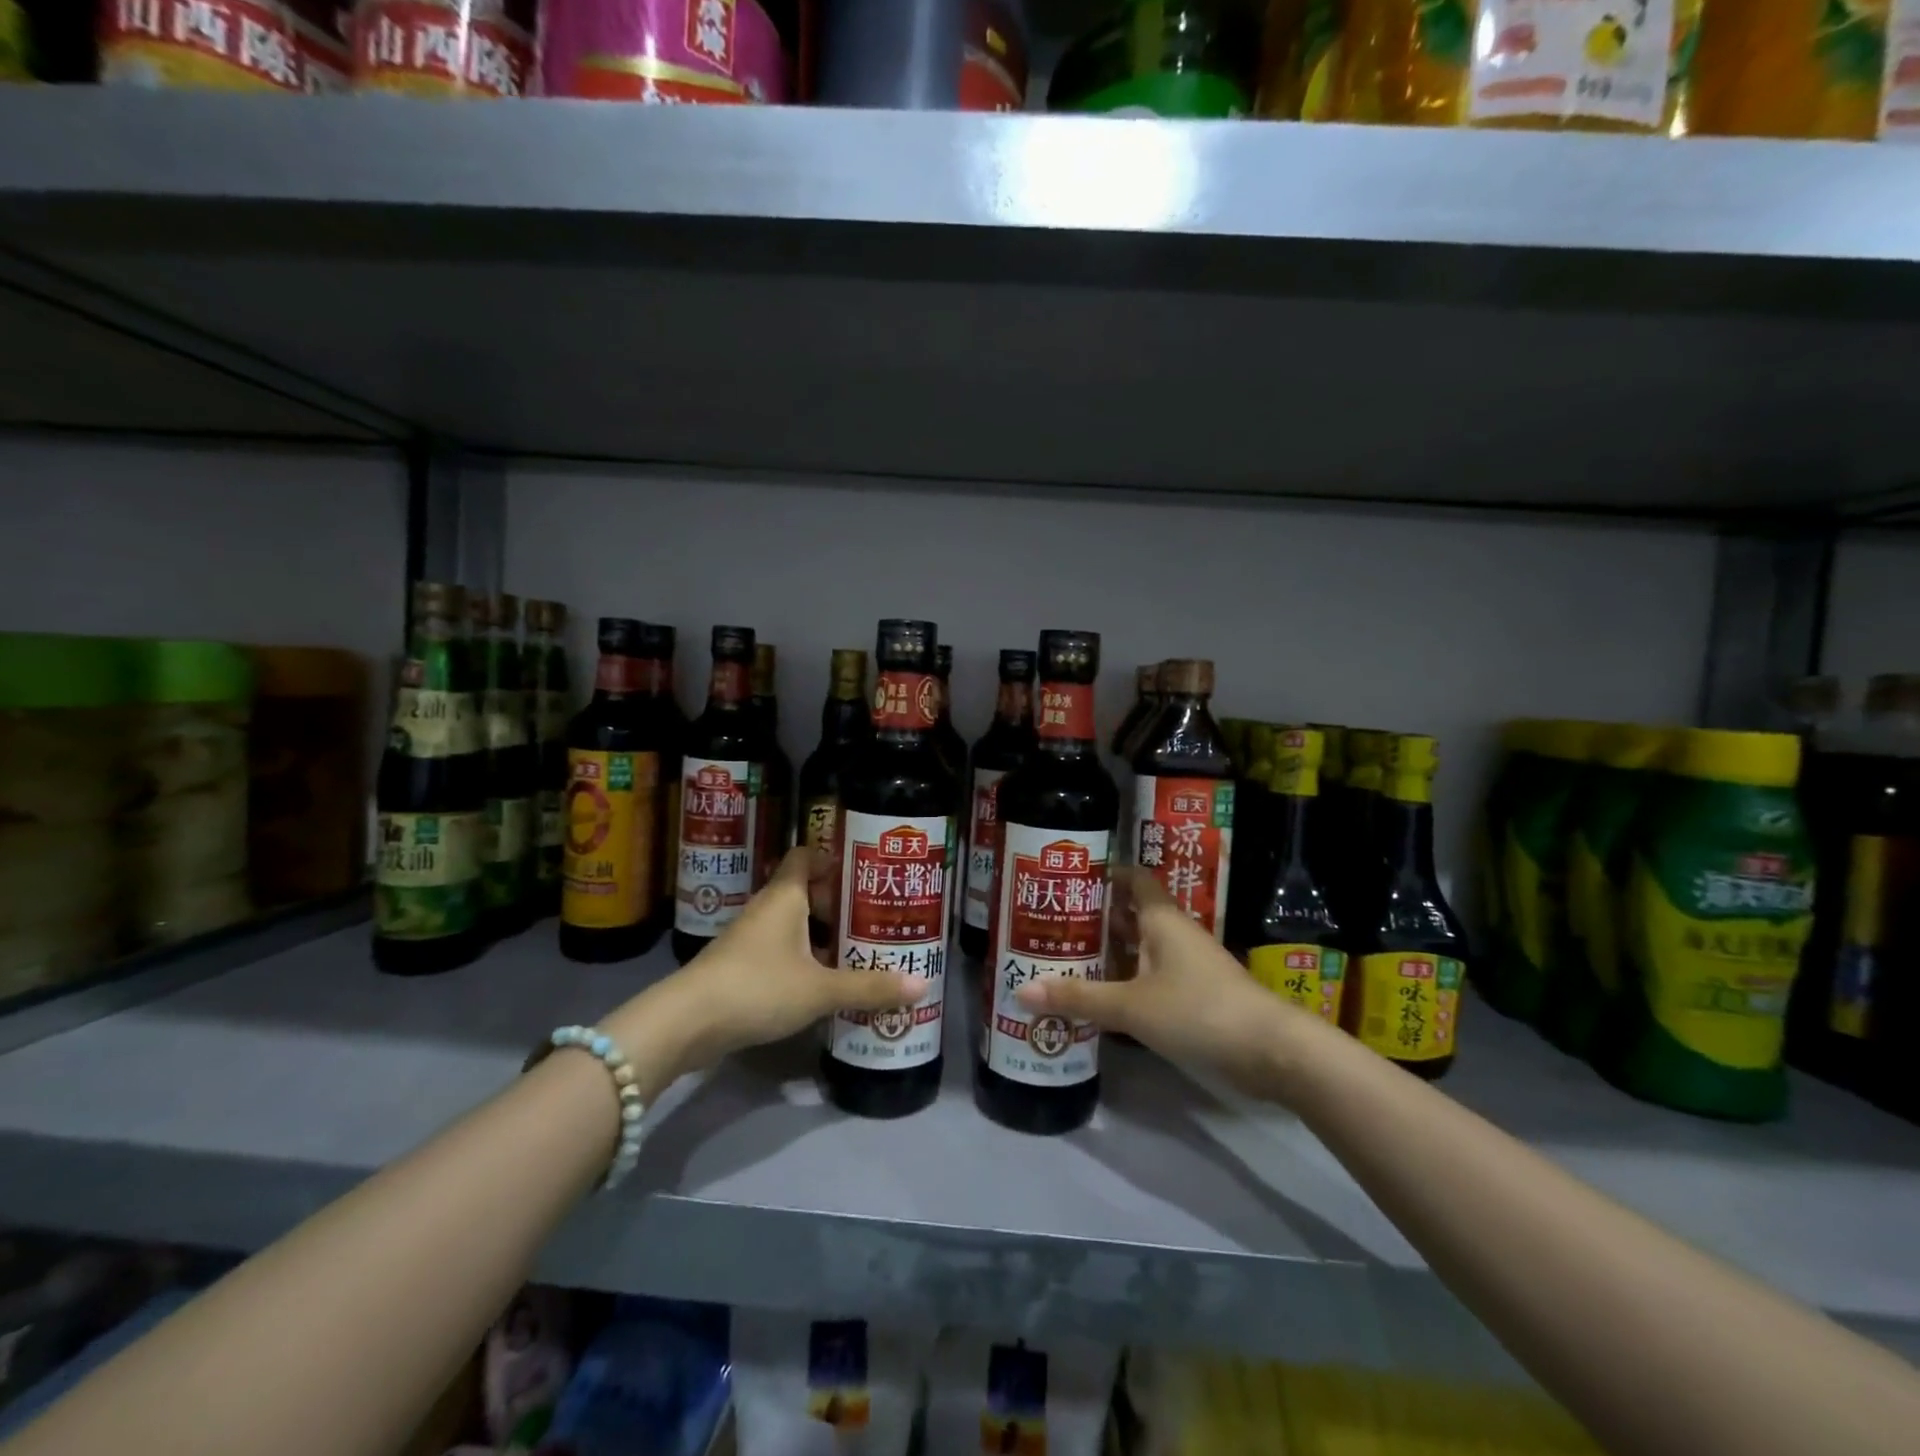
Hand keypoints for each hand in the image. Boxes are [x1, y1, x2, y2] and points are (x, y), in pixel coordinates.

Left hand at [613, 848, 928, 1083]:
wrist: (686, 1024)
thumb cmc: (757, 987)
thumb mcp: (820, 990)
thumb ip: (869, 987)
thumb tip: (922, 985)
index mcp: (785, 896)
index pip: (806, 855)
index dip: (834, 858)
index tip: (866, 872)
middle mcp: (767, 909)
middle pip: (806, 891)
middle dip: (839, 904)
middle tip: (877, 918)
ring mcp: (750, 938)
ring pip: (794, 925)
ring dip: (822, 935)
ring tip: (860, 950)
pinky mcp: (740, 967)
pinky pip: (781, 951)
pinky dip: (804, 959)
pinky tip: (826, 982)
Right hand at [1015, 869, 1314, 1096]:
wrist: (1272, 1051)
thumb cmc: (1198, 1011)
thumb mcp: (1131, 1006)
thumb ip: (1078, 997)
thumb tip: (1021, 991)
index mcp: (1160, 918)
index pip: (1131, 878)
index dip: (1102, 873)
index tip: (1067, 878)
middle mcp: (1173, 933)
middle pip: (1129, 914)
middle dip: (1094, 917)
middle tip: (1050, 924)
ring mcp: (1187, 965)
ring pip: (1139, 948)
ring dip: (1108, 952)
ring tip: (1064, 957)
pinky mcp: (1195, 994)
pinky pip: (1150, 976)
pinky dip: (1125, 980)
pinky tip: (1099, 996)